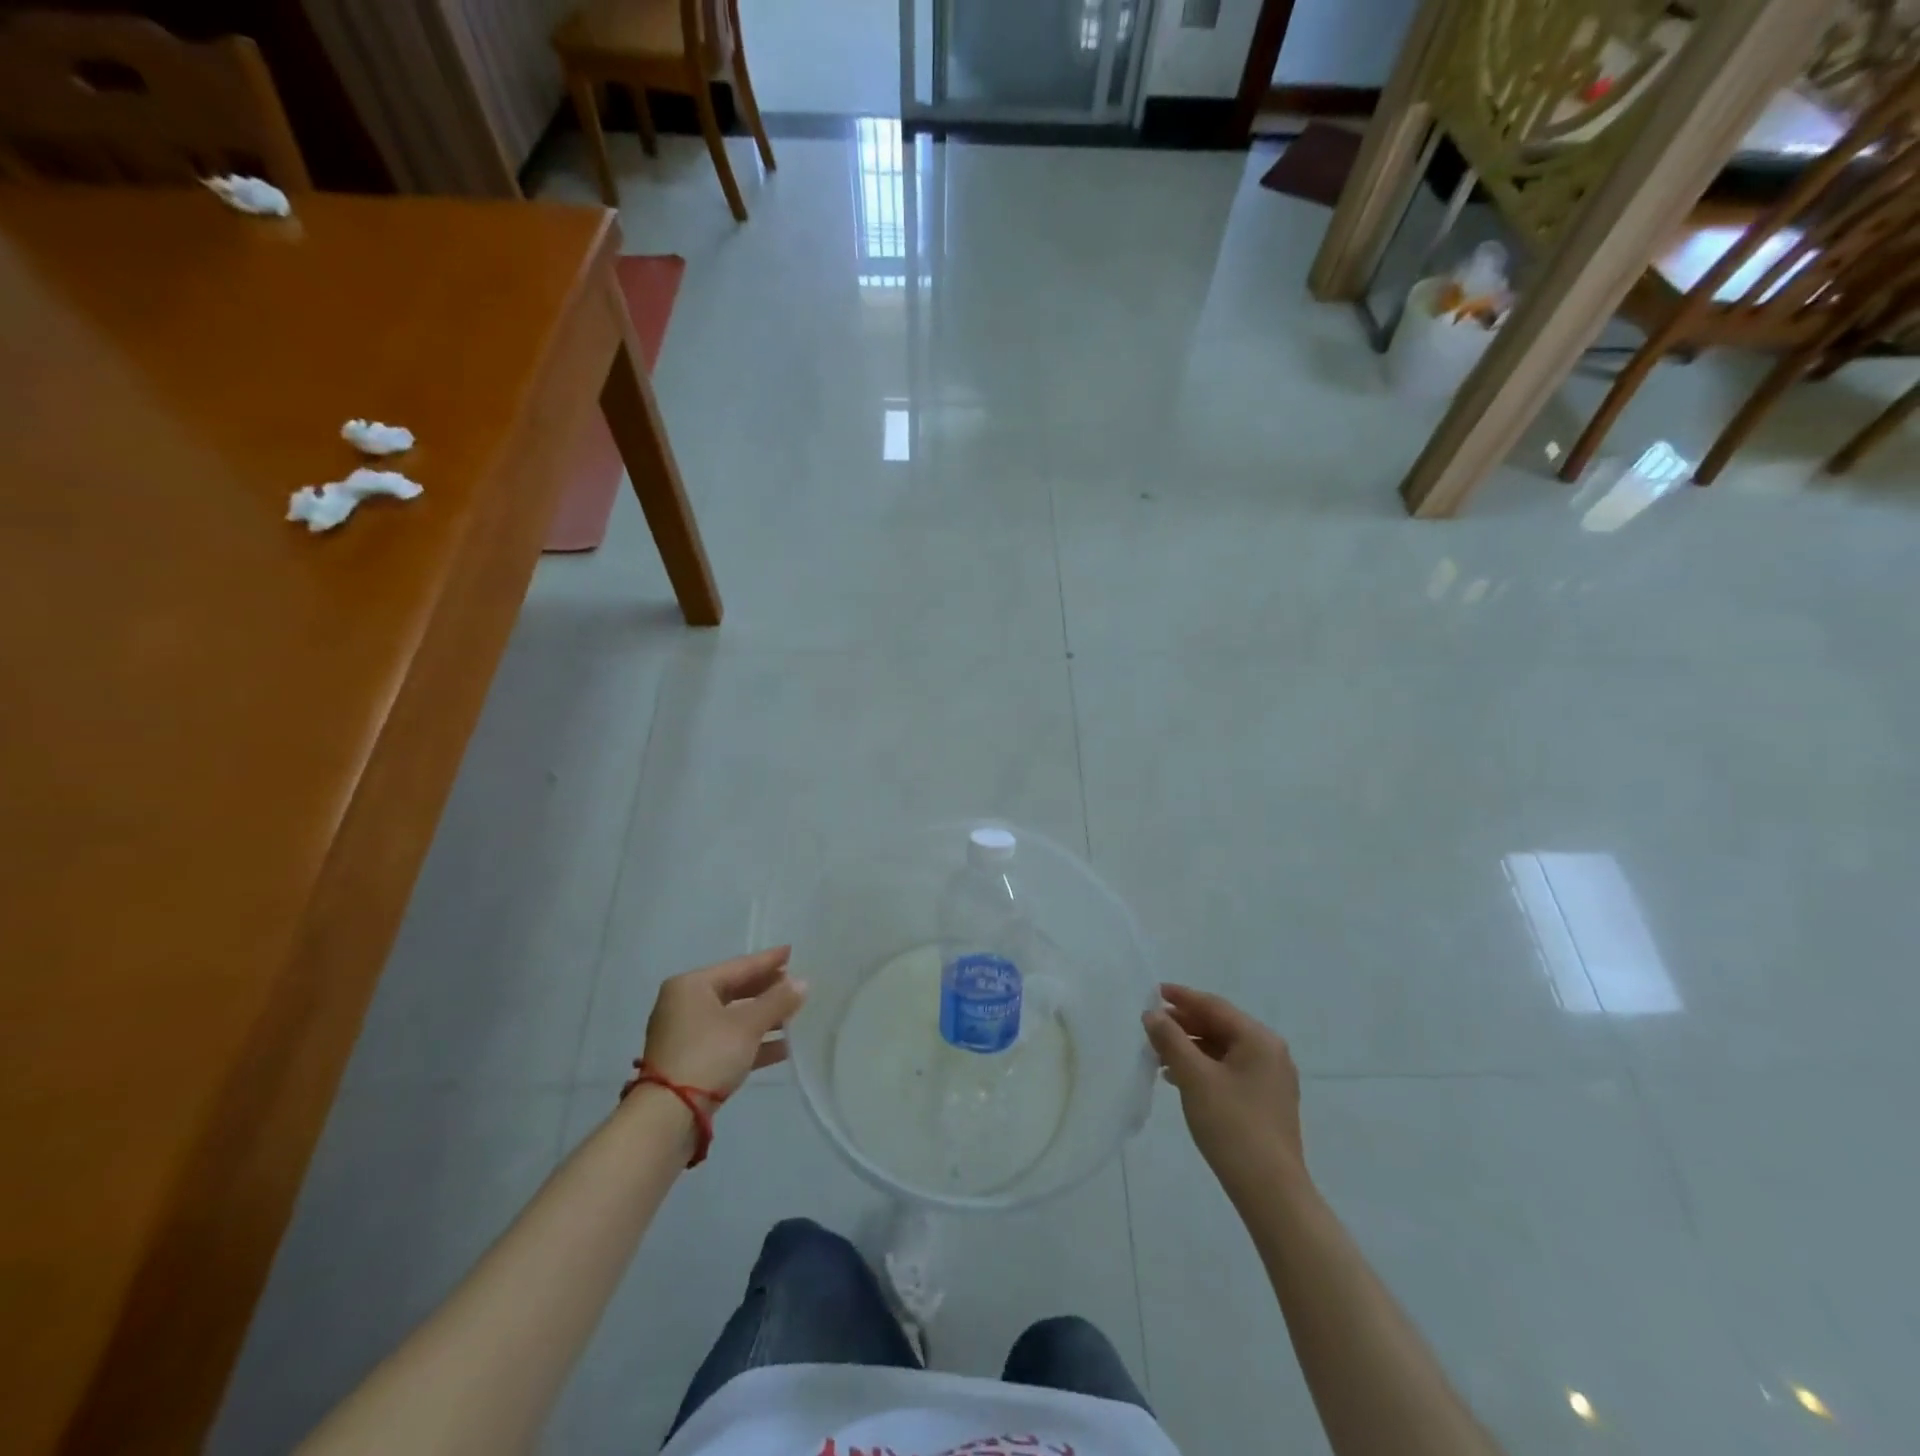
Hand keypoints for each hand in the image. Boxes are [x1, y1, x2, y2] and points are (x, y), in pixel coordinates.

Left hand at [641, 947, 807, 1096]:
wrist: (668, 1116)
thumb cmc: (708, 1054)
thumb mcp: (747, 1025)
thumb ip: (777, 1001)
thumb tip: (803, 983)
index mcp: (691, 986)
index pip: (738, 966)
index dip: (768, 960)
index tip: (792, 952)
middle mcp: (684, 1004)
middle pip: (734, 991)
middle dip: (767, 991)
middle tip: (796, 985)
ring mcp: (686, 1035)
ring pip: (733, 1018)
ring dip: (763, 1019)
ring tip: (795, 1017)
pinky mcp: (691, 1062)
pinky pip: (728, 1042)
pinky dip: (753, 1042)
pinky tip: (782, 1048)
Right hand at [1144, 984, 1306, 1195]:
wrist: (1271, 1192)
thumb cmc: (1232, 1126)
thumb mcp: (1194, 1078)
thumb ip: (1170, 1040)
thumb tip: (1152, 1014)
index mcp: (1259, 1039)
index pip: (1214, 1007)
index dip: (1182, 997)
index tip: (1154, 991)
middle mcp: (1270, 1052)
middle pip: (1220, 1026)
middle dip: (1184, 1025)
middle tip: (1151, 1025)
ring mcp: (1271, 1079)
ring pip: (1224, 1050)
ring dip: (1191, 1048)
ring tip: (1158, 1053)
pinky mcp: (1266, 1102)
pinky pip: (1230, 1070)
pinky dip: (1204, 1068)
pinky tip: (1179, 1078)